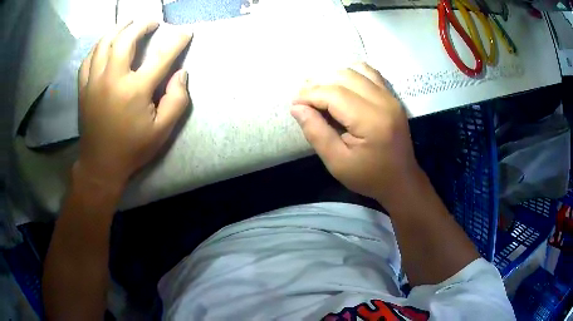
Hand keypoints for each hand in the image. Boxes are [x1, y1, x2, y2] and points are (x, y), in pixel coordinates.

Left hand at [77, 21, 191, 185]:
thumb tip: (181, 74)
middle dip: (142, 25)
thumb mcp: (162, 131)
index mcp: (134, 90)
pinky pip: (88, 59)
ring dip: (118, 29)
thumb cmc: (132, 149)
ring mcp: (94, 82)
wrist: (100, 165)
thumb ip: (176, 101)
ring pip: (104, 44)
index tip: (185, 32)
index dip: (176, 41)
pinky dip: (98, 47)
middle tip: (152, 21)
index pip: (160, 56)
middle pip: (126, 39)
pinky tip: (105, 44)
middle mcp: (112, 79)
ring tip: (128, 24)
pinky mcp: (83, 89)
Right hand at [291, 62, 419, 202]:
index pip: (333, 94)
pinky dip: (351, 74)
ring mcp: (390, 96)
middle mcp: (383, 101)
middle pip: (343, 77)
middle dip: (318, 83)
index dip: (309, 95)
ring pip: (355, 70)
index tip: (294, 105)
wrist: (401, 180)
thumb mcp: (337, 163)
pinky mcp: (392, 96)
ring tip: (318, 91)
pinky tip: (340, 85)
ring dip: (332, 76)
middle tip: (302, 98)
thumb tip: (296, 108)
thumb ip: (316, 133)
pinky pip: (369, 73)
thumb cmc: (369, 176)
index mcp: (371, 121)